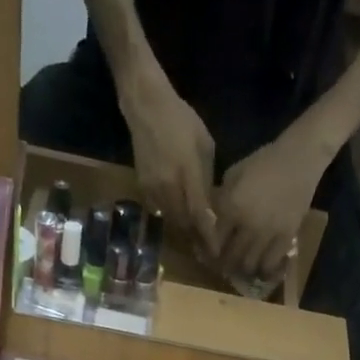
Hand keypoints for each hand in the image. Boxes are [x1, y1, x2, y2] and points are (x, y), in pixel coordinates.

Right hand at [121, 83, 218, 255]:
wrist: (146, 107)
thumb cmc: (181, 121)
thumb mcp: (205, 146)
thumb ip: (206, 178)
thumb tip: (210, 204)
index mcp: (187, 175)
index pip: (200, 215)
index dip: (208, 236)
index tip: (216, 252)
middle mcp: (169, 188)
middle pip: (184, 224)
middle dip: (196, 237)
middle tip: (208, 248)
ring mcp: (154, 190)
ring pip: (172, 220)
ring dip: (184, 229)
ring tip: (196, 238)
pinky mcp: (143, 189)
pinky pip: (161, 210)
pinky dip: (172, 217)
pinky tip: (181, 217)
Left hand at [213, 134, 325, 283]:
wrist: (299, 158)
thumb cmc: (264, 162)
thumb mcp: (234, 174)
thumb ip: (222, 199)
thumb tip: (212, 219)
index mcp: (231, 207)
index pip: (213, 241)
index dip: (209, 251)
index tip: (209, 254)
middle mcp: (248, 224)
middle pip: (230, 258)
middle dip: (225, 264)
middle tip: (225, 264)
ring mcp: (268, 233)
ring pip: (249, 265)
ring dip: (243, 269)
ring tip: (242, 267)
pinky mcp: (286, 237)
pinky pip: (271, 264)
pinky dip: (263, 270)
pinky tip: (261, 268)